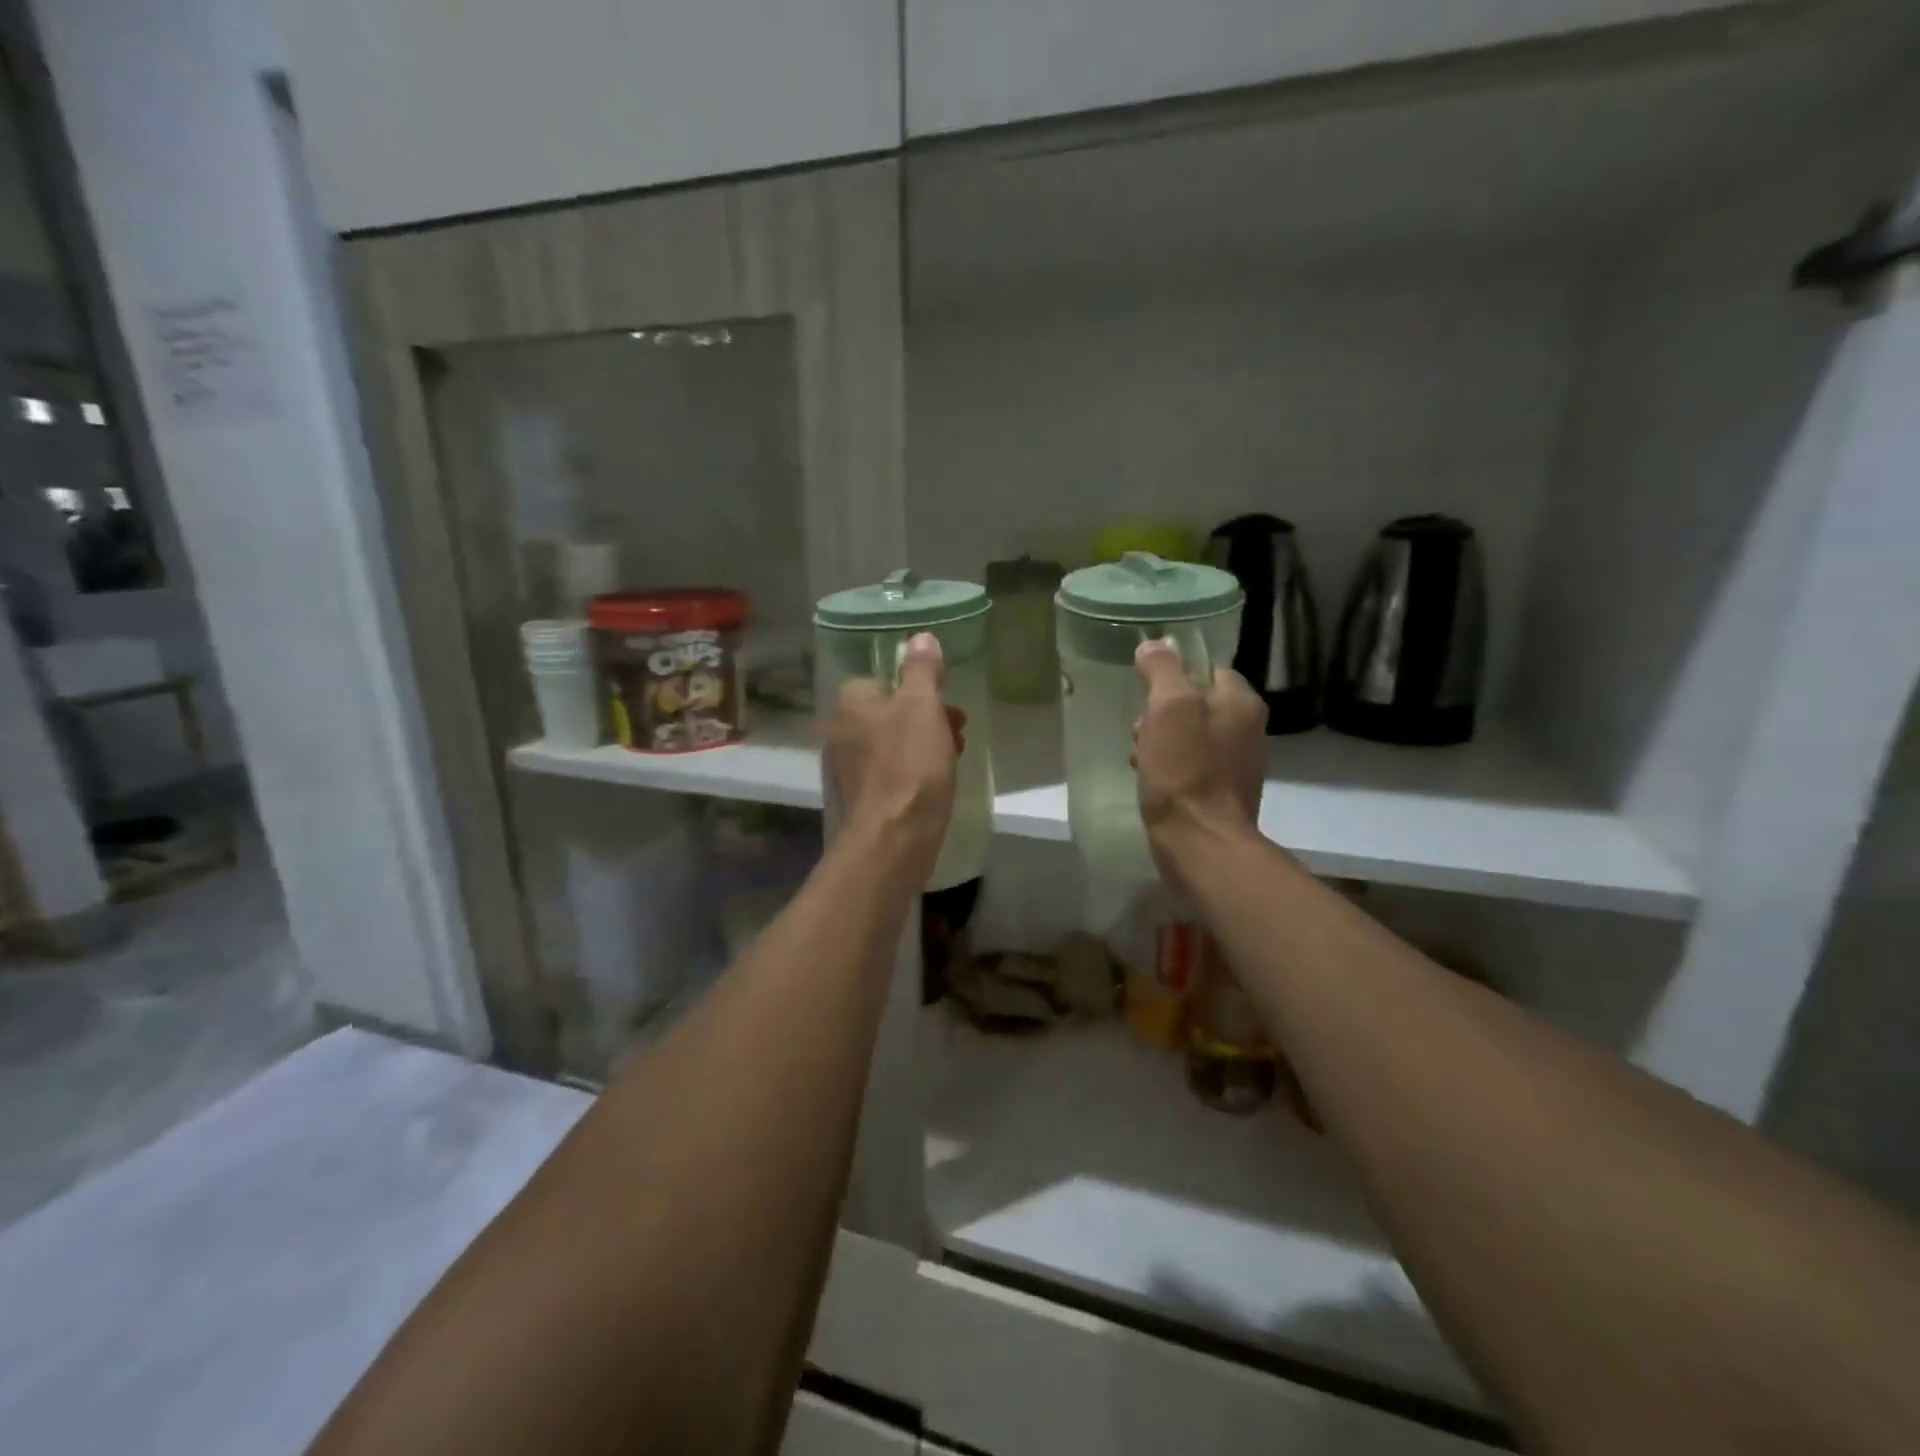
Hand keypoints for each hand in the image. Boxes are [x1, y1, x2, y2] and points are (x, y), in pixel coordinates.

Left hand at [823, 632, 963, 887]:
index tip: (946, 703)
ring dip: (922, 746)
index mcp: (851, 703)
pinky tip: (934, 787)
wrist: (893, 838)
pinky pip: (890, 774)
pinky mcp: (859, 799)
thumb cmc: (910, 764)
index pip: (881, 680)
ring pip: (891, 744)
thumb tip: (920, 637)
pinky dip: (912, 773)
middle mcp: (840, 732)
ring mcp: (847, 768)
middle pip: (889, 713)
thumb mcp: (922, 707)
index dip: (917, 689)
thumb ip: (922, 670)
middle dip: (925, 719)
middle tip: (958, 732)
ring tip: (952, 761)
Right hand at [1132, 638, 1265, 879]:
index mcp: (1241, 702)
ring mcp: (1237, 763)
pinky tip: (1149, 778)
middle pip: (1195, 702)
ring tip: (1138, 757)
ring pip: (1190, 735)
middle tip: (1139, 730)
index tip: (1146, 692)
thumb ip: (1163, 669)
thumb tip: (1156, 643)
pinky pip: (1191, 764)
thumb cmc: (1184, 770)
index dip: (1172, 674)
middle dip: (1161, 712)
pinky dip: (1169, 766)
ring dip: (1159, 740)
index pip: (1206, 668)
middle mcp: (1247, 728)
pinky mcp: (1222, 792)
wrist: (1201, 843)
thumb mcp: (1168, 708)